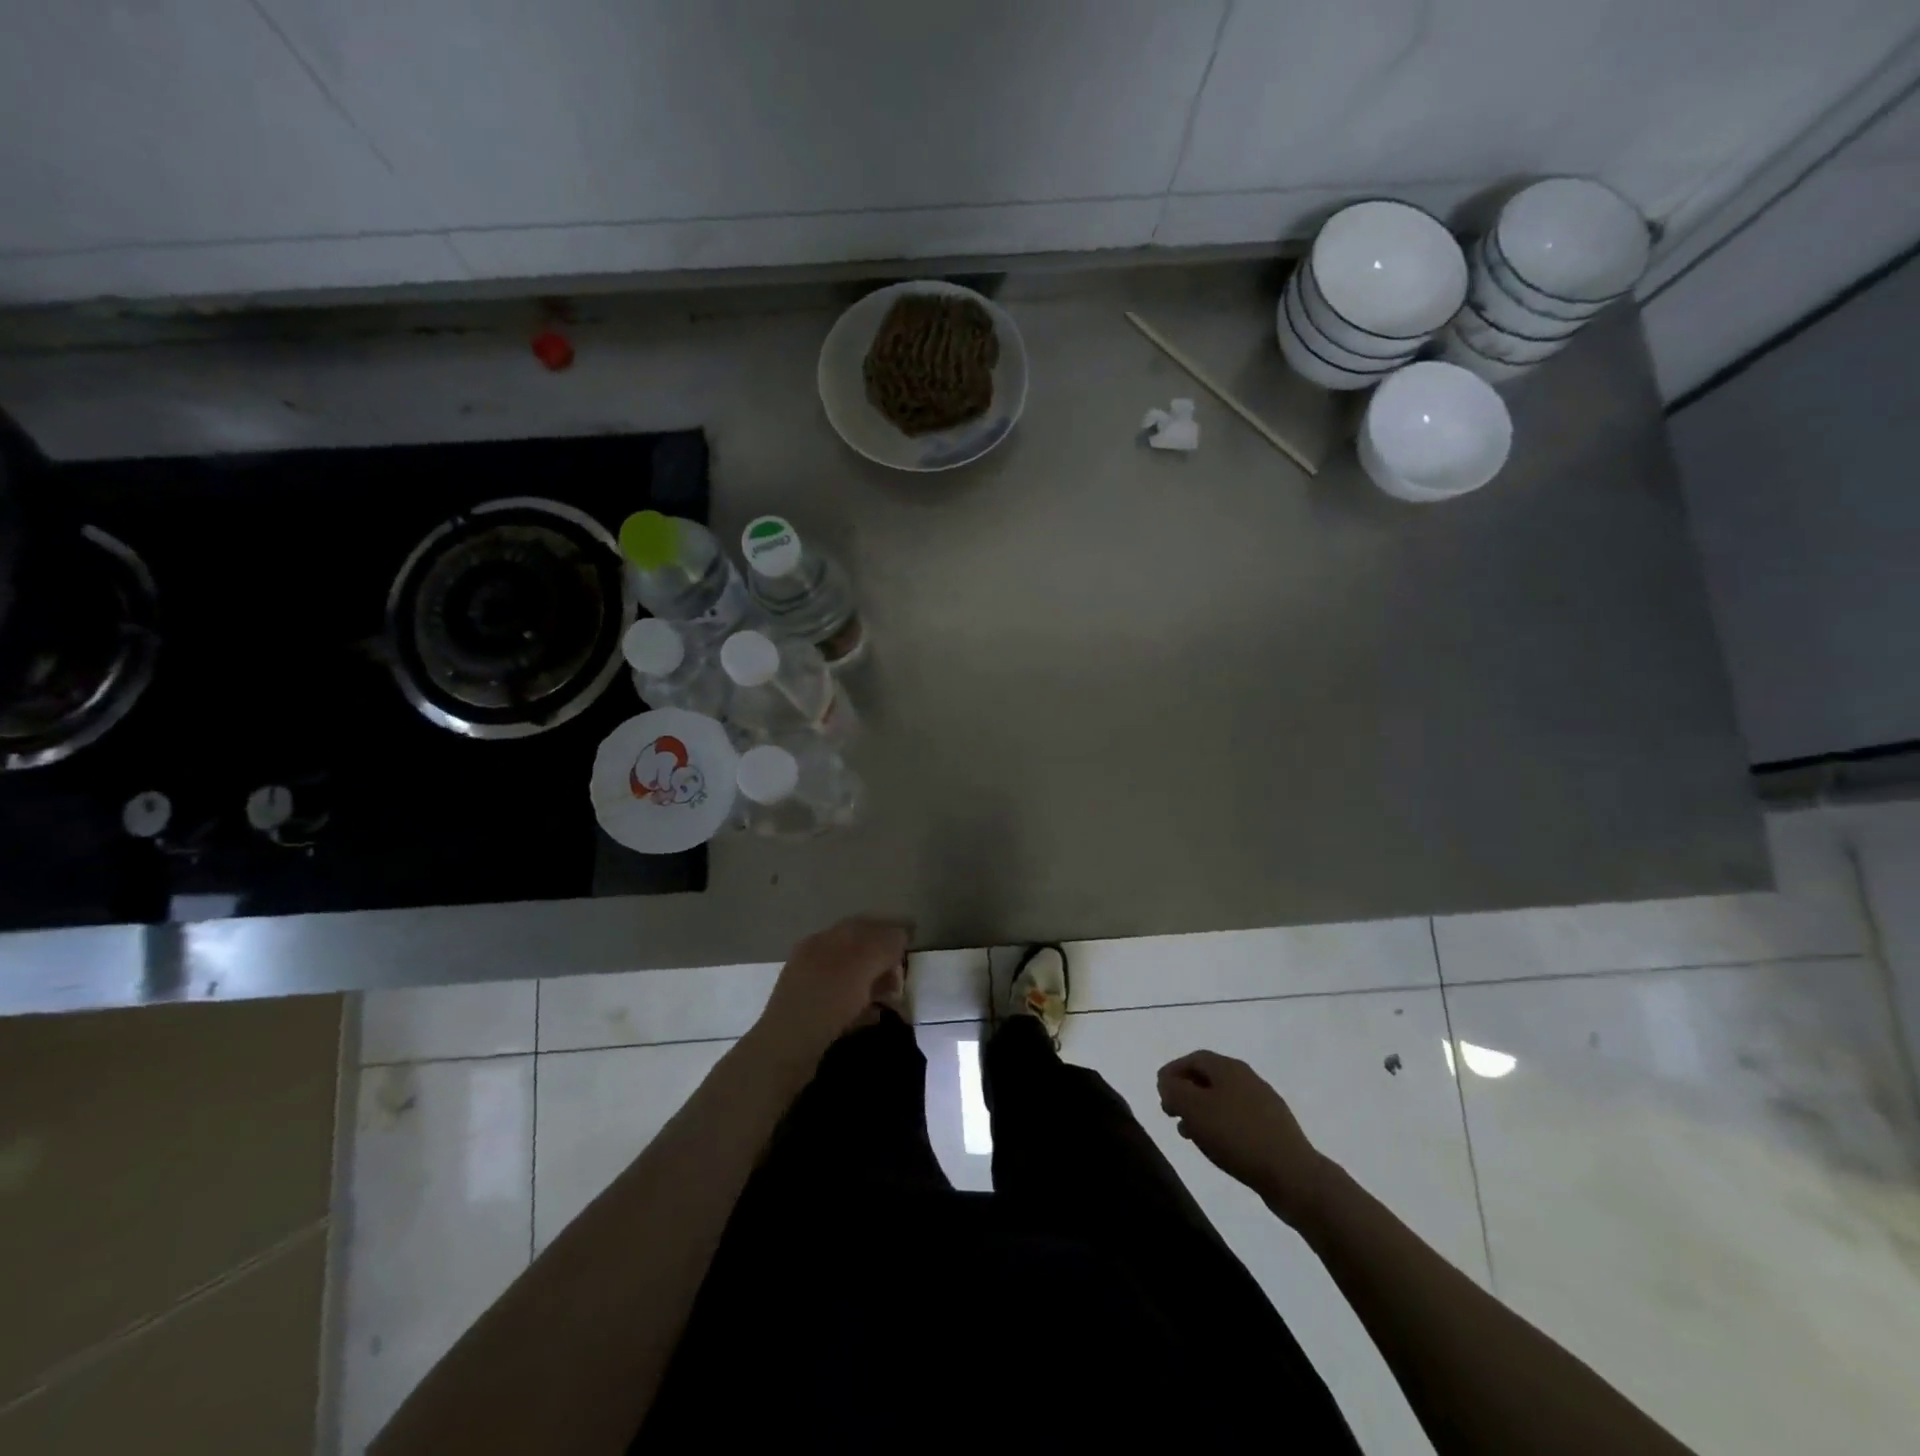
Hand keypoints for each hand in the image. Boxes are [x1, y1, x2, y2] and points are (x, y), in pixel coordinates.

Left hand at [755, 916, 908, 1059]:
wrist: (786, 1050)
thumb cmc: (827, 1000)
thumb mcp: (862, 965)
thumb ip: (884, 944)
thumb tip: (901, 934)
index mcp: (825, 938)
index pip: (864, 925)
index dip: (890, 931)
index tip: (911, 944)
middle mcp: (815, 957)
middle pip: (858, 951)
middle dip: (884, 960)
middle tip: (902, 978)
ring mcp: (810, 987)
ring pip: (851, 978)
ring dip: (874, 984)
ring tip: (892, 999)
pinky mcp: (810, 1015)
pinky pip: (843, 1002)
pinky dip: (861, 1006)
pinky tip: (874, 1017)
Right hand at [1157, 1050, 1329, 1226]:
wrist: (1293, 1175)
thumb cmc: (1237, 1136)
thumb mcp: (1194, 1109)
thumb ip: (1174, 1090)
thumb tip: (1167, 1081)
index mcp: (1229, 1067)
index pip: (1193, 1058)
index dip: (1173, 1072)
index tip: (1159, 1093)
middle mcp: (1248, 1078)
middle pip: (1208, 1078)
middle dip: (1186, 1092)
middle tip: (1171, 1113)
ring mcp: (1264, 1103)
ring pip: (1223, 1099)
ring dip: (1201, 1111)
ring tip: (1189, 1134)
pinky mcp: (1274, 1128)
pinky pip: (1238, 1118)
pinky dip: (1220, 1125)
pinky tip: (1217, 1146)